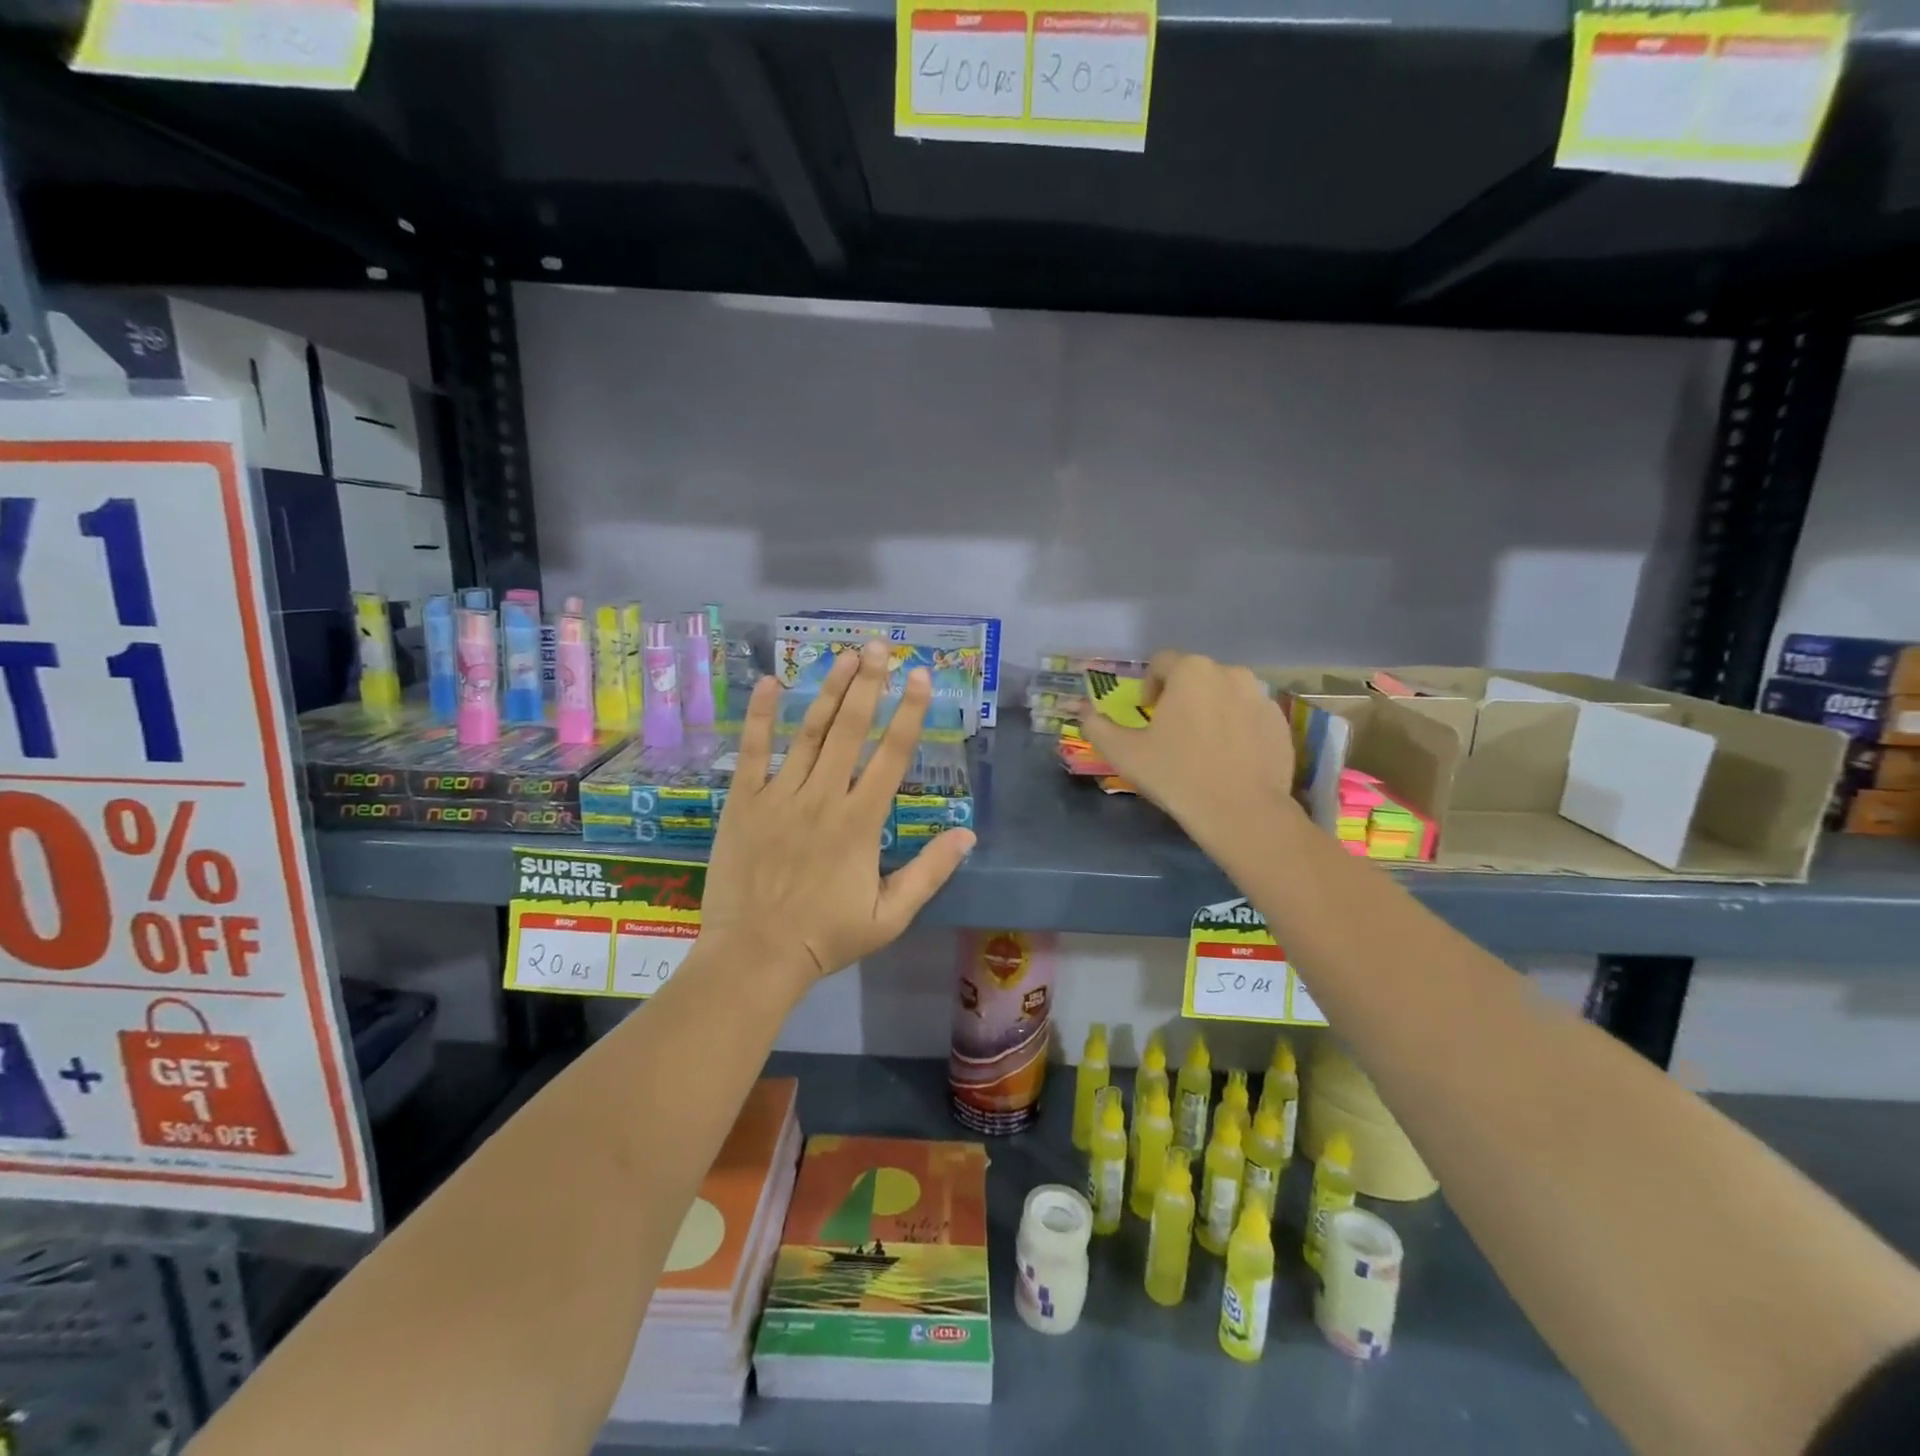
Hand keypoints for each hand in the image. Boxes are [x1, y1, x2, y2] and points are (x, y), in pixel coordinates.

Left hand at [699, 641, 975, 992]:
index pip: (892, 754)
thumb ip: (930, 872)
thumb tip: (968, 834)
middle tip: (880, 646)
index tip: (920, 676)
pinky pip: (752, 750)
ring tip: (845, 655)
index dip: (910, 712)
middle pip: (851, 729)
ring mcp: (780, 795)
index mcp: (861, 821)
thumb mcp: (890, 915)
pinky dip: (759, 715)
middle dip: (869, 683)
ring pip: (808, 731)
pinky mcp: (744, 802)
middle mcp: (824, 797)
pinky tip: (769, 682)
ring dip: (829, 689)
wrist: (754, 956)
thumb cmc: (825, 937)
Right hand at [1078, 651, 1298, 847]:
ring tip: (1202, 746)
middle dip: (1182, 697)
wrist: (1241, 812)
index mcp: (1191, 671)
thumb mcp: (1123, 752)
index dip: (1149, 685)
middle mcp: (1230, 672)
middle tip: (1172, 732)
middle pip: (1197, 676)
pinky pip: (1251, 717)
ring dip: (1211, 710)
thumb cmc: (1175, 774)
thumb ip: (1097, 726)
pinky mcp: (1281, 724)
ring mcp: (1262, 697)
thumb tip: (1083, 711)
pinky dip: (1238, 729)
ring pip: (1226, 695)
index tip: (1147, 714)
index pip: (1162, 662)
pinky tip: (1229, 760)